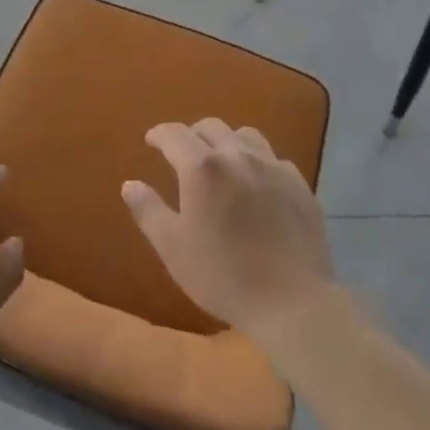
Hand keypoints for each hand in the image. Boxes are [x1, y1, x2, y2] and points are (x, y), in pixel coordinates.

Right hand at [121, 118, 335, 345]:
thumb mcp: (173, 248)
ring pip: (245, 135)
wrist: (292, 302)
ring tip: (221, 162)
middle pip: (211, 127)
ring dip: (227, 141)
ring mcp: (273, 167)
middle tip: (183, 154)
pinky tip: (256, 184)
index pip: (174, 134)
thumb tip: (130, 184)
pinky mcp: (299, 185)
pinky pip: (273, 159)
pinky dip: (257, 162)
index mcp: (202, 168)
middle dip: (192, 135)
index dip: (160, 134)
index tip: (151, 141)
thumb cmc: (223, 276)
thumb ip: (148, 211)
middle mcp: (237, 155)